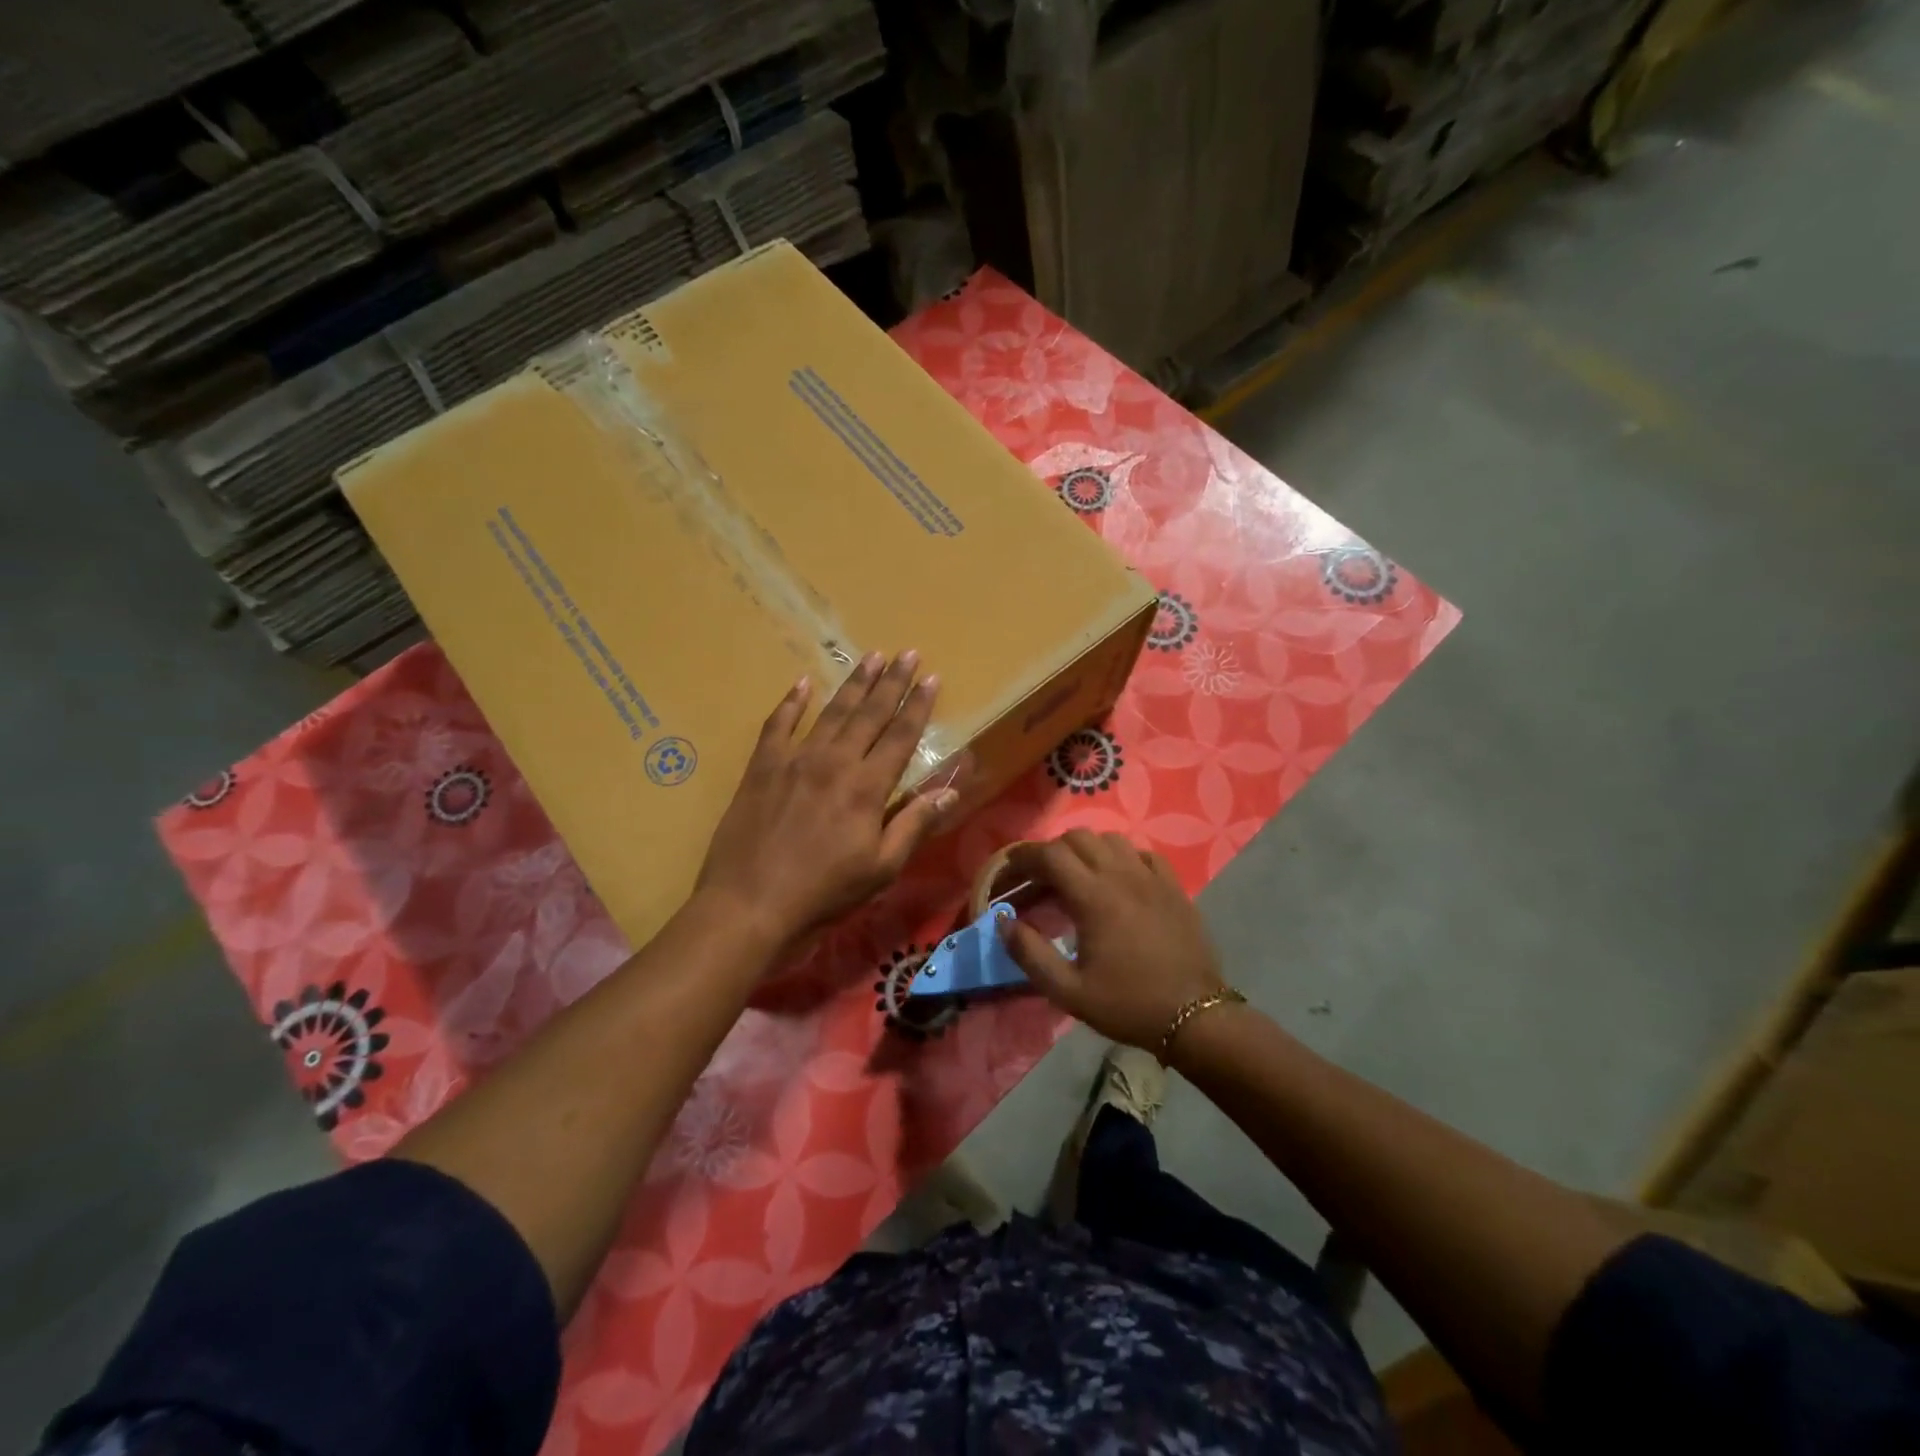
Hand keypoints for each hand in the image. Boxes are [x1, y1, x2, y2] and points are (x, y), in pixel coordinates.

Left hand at [695, 651, 954, 950]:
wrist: (750, 904)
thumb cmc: (824, 893)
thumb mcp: (881, 869)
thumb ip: (914, 825)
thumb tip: (951, 791)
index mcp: (867, 787)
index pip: (900, 736)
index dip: (917, 705)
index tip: (931, 677)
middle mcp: (834, 762)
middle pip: (868, 713)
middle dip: (891, 681)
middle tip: (906, 652)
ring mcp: (794, 760)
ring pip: (830, 712)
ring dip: (853, 683)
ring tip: (870, 657)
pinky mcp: (761, 768)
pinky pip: (778, 725)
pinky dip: (791, 702)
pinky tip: (803, 683)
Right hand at [997, 831, 1225, 1050]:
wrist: (1195, 1017)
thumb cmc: (1127, 1005)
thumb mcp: (1068, 991)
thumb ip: (1030, 953)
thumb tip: (1003, 921)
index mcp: (1094, 897)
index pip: (1051, 855)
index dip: (1025, 856)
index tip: (1010, 869)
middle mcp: (1122, 876)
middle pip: (1078, 838)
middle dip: (1051, 851)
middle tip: (1039, 878)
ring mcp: (1152, 878)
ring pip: (1111, 840)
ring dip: (1086, 849)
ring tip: (1076, 875)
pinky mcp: (1174, 887)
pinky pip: (1142, 853)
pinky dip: (1121, 857)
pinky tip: (1117, 879)